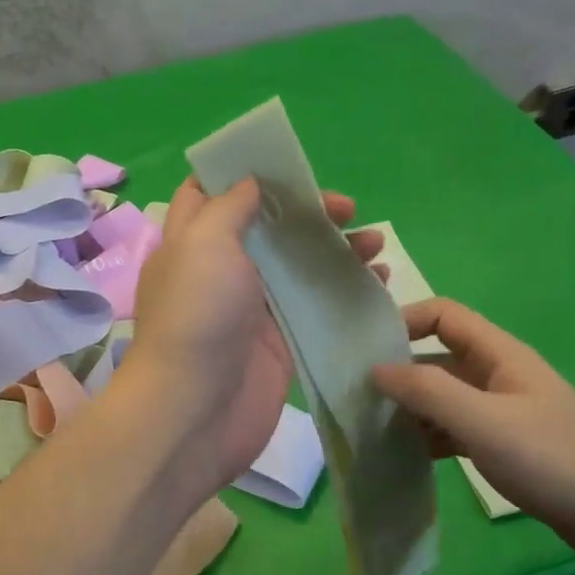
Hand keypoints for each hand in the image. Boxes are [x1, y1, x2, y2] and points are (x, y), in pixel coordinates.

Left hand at [124, 177, 381, 498]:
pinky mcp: (282, 341)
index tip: (286, 165)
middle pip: (268, 228)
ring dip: (337, 249)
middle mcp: (222, 270)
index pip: (211, 194)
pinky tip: (380, 280)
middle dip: (307, 212)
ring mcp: (254, 307)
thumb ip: (229, 207)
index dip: (244, 174)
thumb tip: (250, 182)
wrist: (196, 410)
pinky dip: (347, 290)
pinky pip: (318, 305)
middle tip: (348, 209)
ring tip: (376, 242)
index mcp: (194, 241)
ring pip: (299, 266)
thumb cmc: (197, 315)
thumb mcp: (204, 242)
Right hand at [371, 299, 574, 567]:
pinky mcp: (503, 443)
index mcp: (499, 354)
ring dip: (410, 407)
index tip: (366, 349)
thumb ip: (427, 392)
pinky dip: (429, 435)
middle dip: (399, 370)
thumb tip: (375, 369)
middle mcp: (497, 374)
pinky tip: (403, 455)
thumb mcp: (483, 422)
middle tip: (355, 394)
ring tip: (369, 427)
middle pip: (438, 356)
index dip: (404, 320)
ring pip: (443, 395)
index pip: (443, 314)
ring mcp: (501, 410)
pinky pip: (455, 428)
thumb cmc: (553, 459)